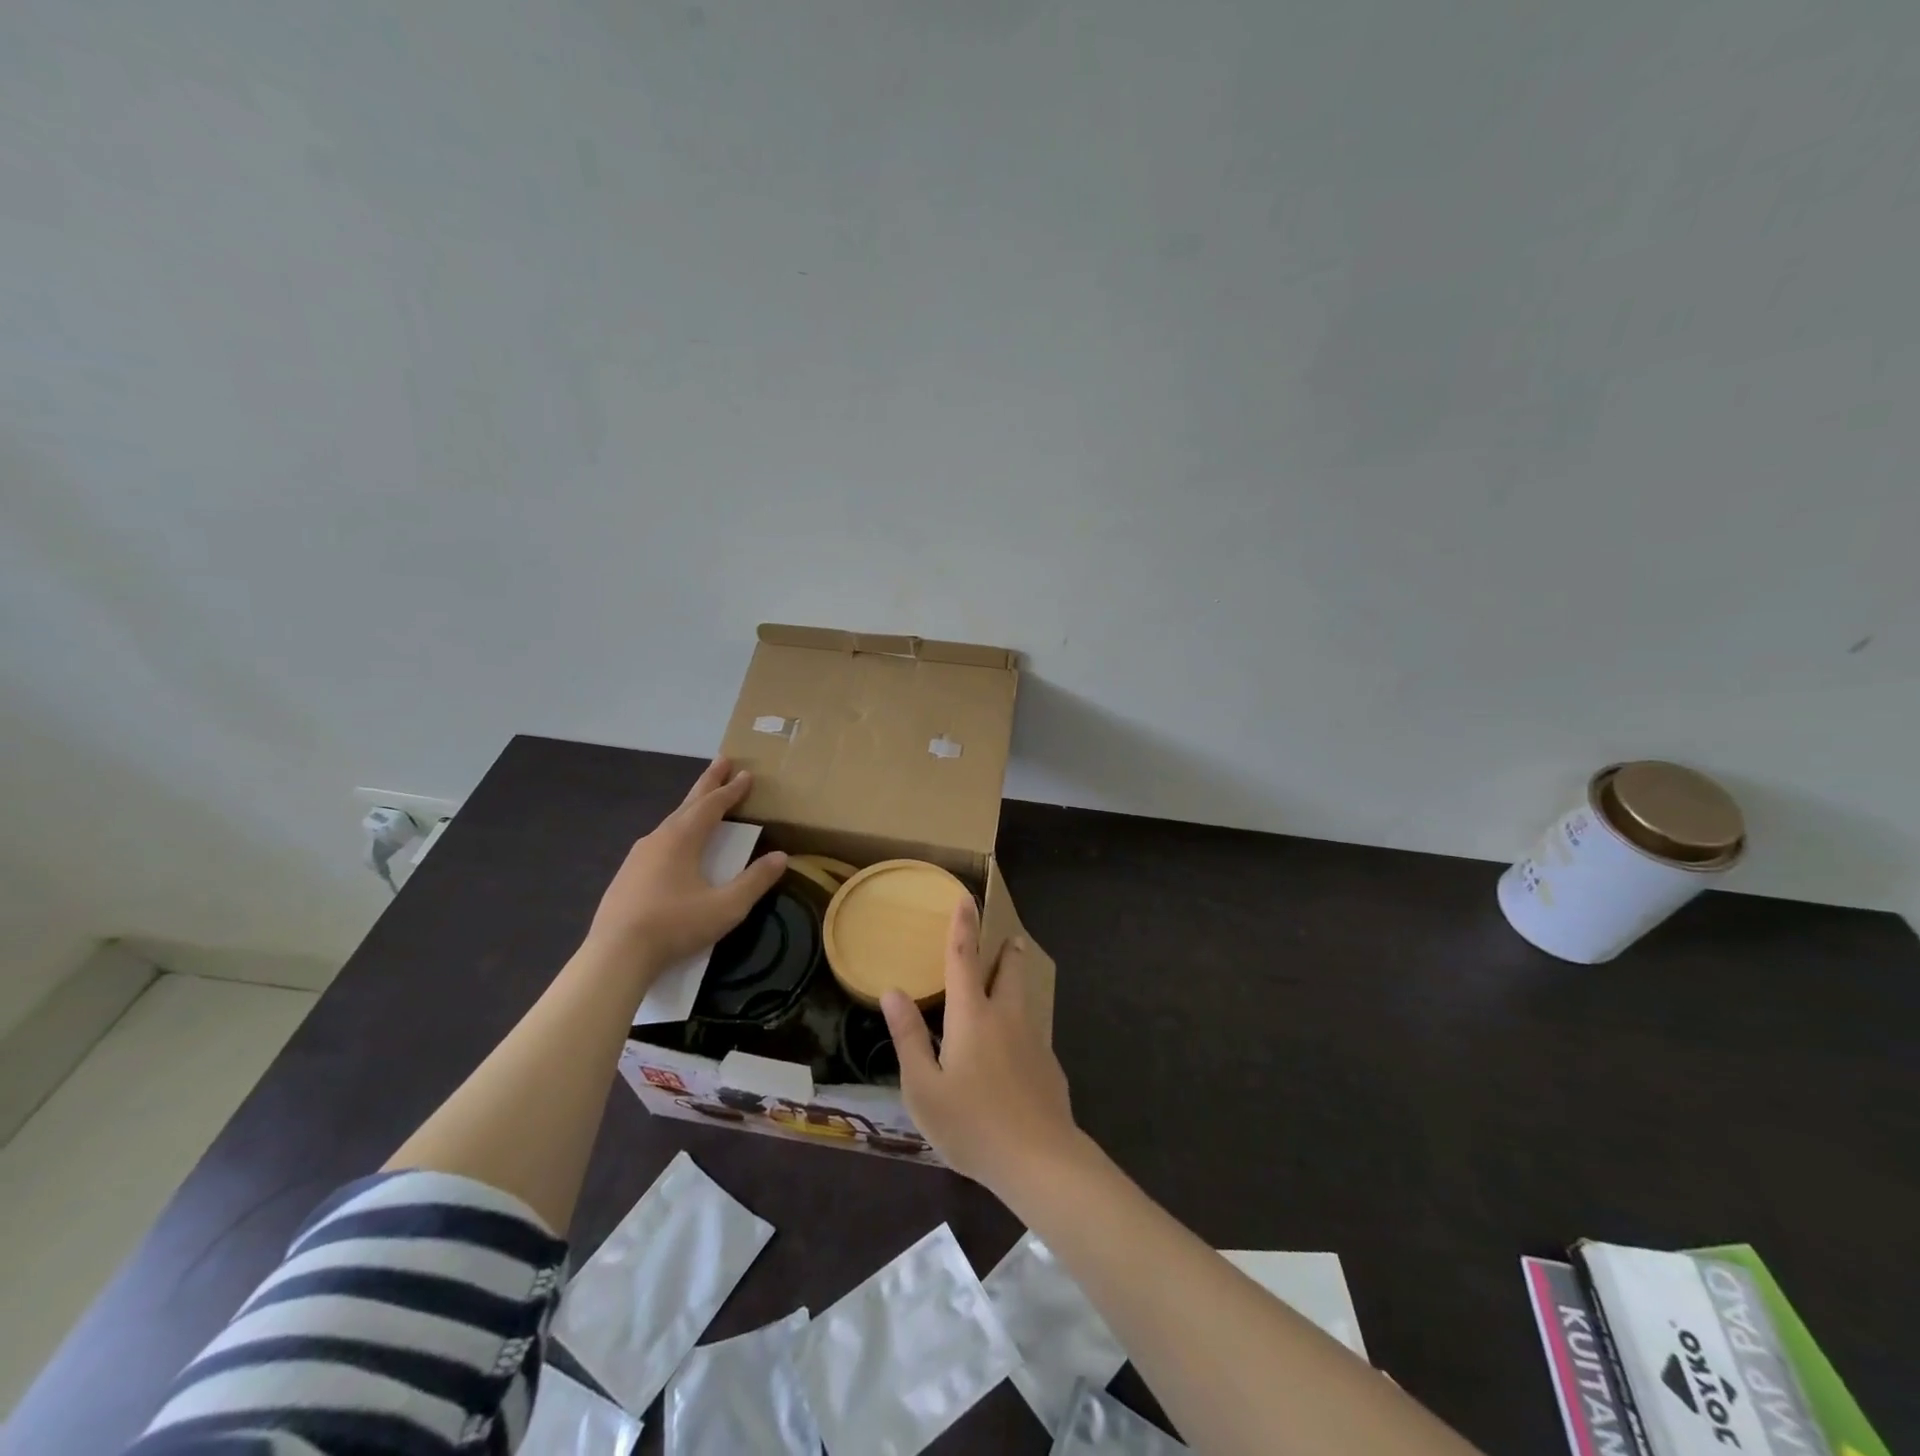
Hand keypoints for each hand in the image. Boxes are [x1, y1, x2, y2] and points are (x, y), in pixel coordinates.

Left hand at [585, 758, 787, 977]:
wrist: (615, 955)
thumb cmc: (675, 925)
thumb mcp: (726, 907)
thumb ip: (755, 881)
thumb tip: (781, 857)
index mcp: (682, 839)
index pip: (712, 805)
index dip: (732, 790)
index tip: (746, 774)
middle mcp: (659, 838)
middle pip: (688, 803)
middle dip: (708, 782)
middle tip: (723, 761)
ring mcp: (639, 856)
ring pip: (671, 822)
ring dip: (691, 807)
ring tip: (703, 801)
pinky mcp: (628, 875)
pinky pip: (659, 841)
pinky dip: (677, 829)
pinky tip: (676, 844)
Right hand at [883, 899, 1078, 1193]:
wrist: (1040, 1159)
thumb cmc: (972, 1124)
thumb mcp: (924, 1088)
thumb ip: (908, 1038)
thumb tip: (892, 992)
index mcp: (971, 1016)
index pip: (963, 958)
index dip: (963, 925)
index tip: (967, 897)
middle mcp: (1005, 1017)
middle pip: (1008, 971)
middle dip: (1006, 951)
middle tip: (1008, 938)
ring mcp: (1033, 1040)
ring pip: (1025, 998)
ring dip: (1017, 980)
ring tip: (1013, 976)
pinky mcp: (1049, 1065)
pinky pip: (1032, 1032)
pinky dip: (1022, 1025)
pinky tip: (1017, 1051)